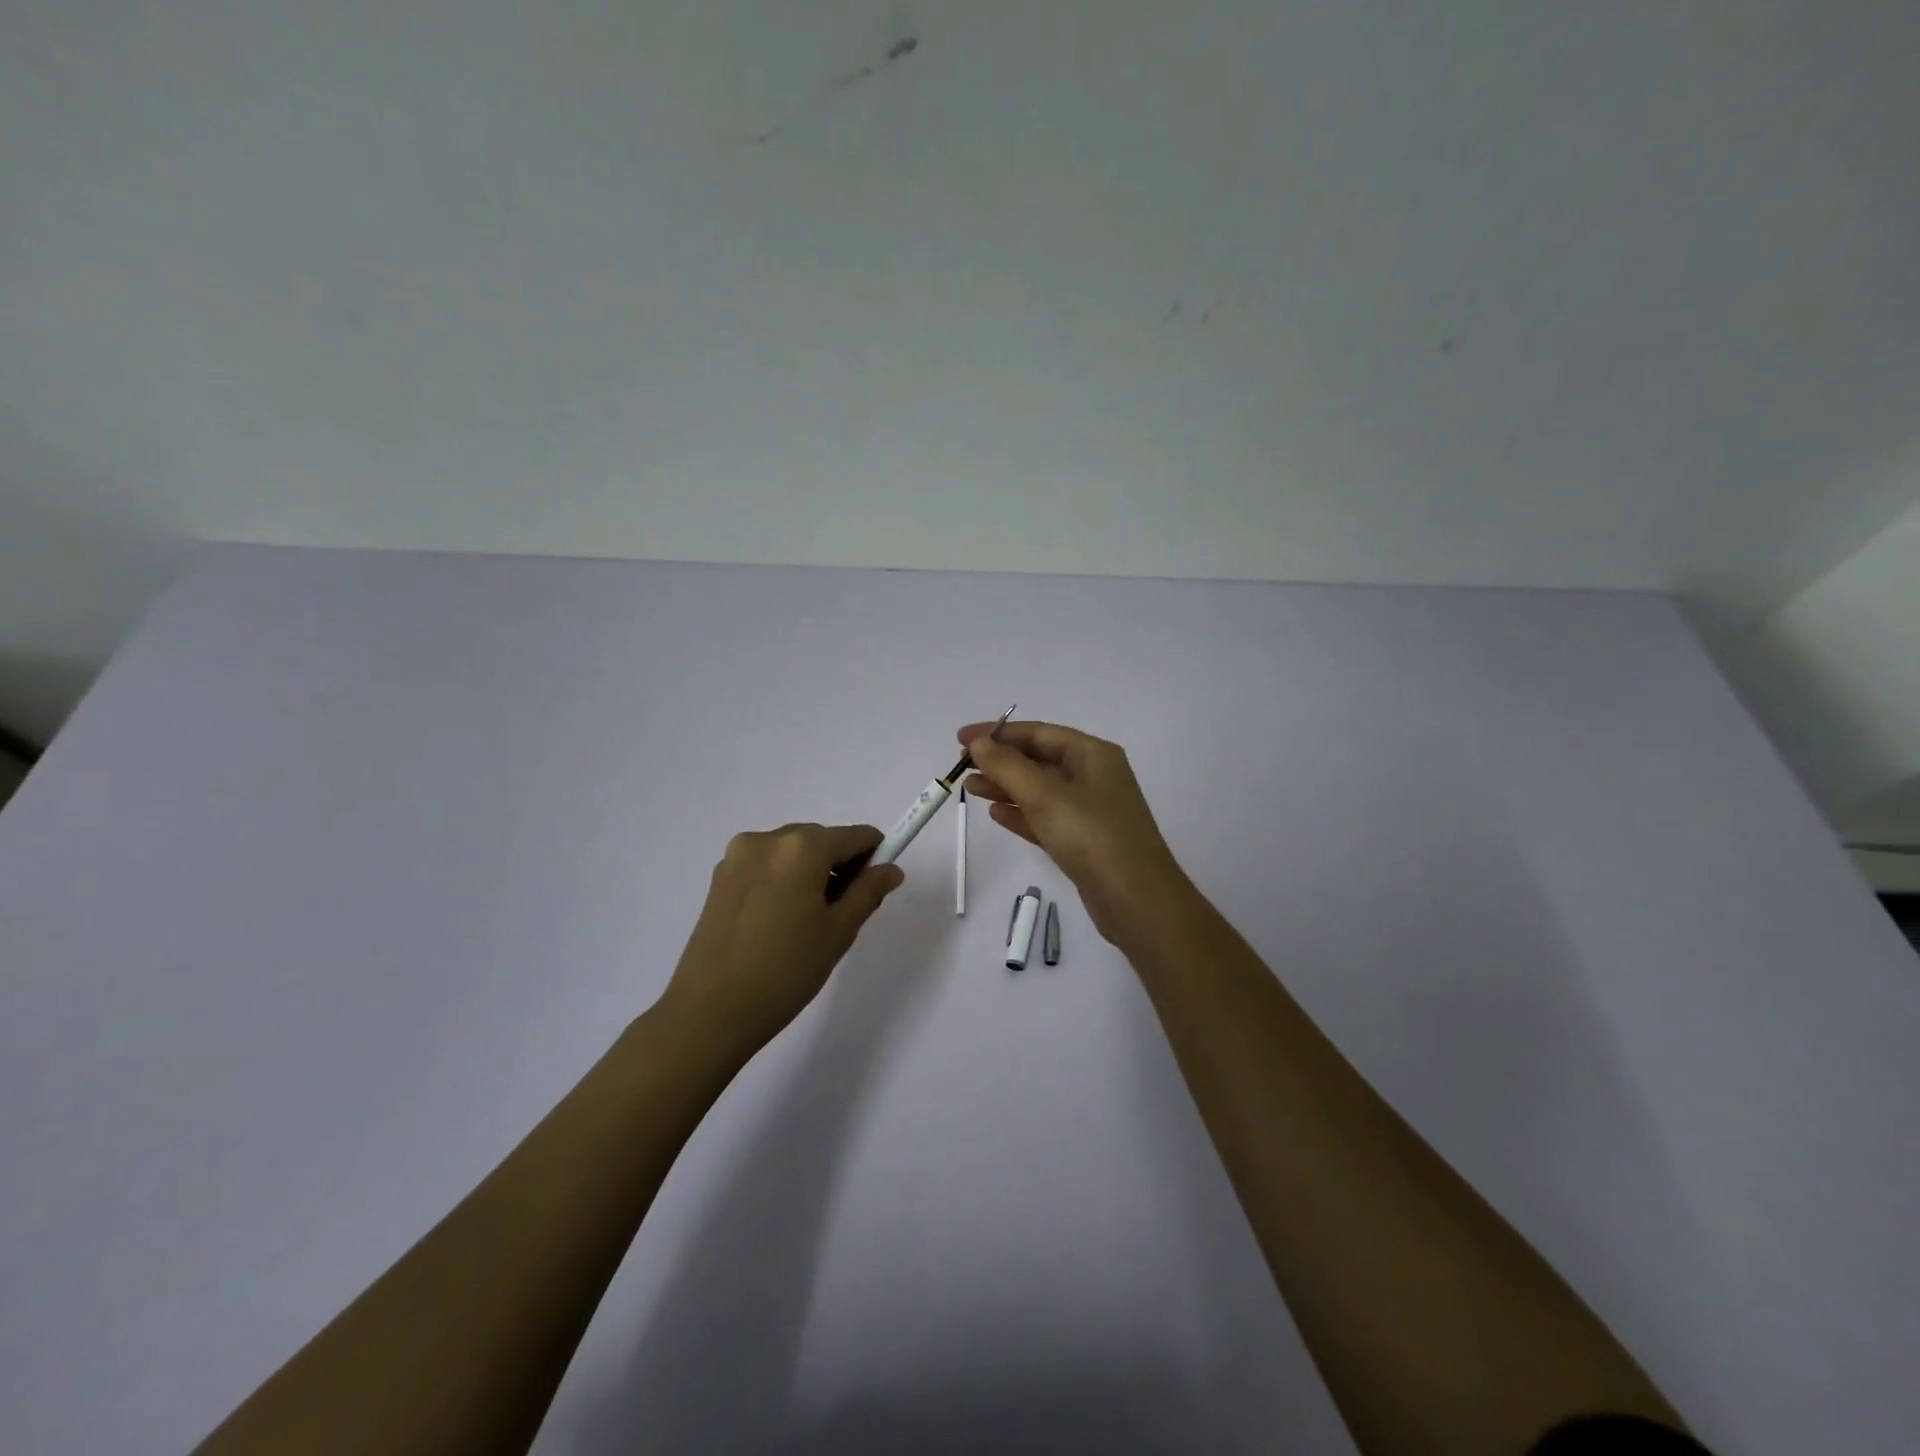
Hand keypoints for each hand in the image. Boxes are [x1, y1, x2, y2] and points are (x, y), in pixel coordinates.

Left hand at [660, 823, 903, 1057]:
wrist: (711, 1011)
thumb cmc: (786, 971)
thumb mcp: (838, 932)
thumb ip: (868, 892)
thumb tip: (891, 869)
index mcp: (802, 847)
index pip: (855, 836)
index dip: (874, 856)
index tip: (876, 887)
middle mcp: (768, 839)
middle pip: (821, 839)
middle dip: (840, 865)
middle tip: (842, 912)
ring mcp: (738, 856)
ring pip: (792, 852)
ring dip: (810, 872)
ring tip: (807, 921)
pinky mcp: (720, 877)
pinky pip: (766, 865)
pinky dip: (782, 880)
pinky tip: (779, 922)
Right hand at [959, 721, 1188, 943]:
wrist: (1137, 901)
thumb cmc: (1092, 837)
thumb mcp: (1045, 796)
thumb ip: (1007, 766)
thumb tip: (978, 742)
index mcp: (1093, 755)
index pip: (1039, 733)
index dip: (998, 733)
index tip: (961, 738)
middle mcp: (1094, 776)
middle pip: (1039, 759)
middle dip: (1000, 760)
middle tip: (960, 765)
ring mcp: (1090, 810)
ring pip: (1039, 790)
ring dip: (1005, 786)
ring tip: (969, 787)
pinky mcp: (1083, 842)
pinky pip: (1046, 818)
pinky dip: (1021, 814)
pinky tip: (995, 813)